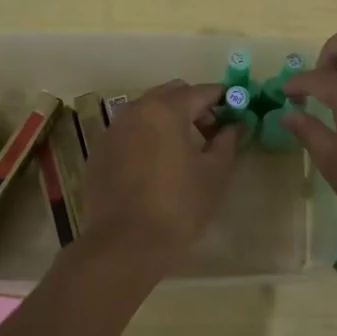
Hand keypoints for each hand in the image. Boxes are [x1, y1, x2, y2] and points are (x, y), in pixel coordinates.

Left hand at [79, 81, 239, 259]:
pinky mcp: (99, 152)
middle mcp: (135, 111)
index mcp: (166, 110)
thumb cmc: (178, 206)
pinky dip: (146, 138)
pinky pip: (129, 132)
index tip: (237, 113)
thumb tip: (234, 126)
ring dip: (168, 120)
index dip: (223, 99)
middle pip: (171, 94)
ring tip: (183, 150)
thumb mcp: (214, 174)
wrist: (125, 244)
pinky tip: (155, 166)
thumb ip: (227, 142)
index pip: (201, 91)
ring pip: (147, 111)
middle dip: (194, 106)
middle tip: (211, 133)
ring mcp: (112, 130)